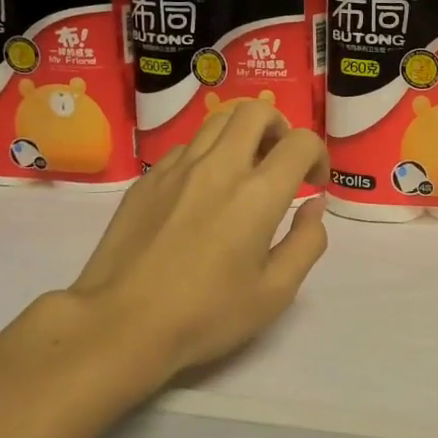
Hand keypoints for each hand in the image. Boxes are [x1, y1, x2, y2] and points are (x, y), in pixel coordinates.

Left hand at [56, 100, 329, 381]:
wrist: (119, 325)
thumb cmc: (205, 315)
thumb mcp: (275, 293)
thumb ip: (307, 242)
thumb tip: (313, 205)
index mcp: (257, 195)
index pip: (300, 142)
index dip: (318, 155)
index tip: (313, 184)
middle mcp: (219, 167)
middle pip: (256, 111)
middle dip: (280, 127)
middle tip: (280, 162)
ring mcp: (177, 168)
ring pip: (217, 121)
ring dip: (242, 135)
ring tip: (244, 170)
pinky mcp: (147, 179)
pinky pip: (186, 147)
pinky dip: (207, 155)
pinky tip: (203, 191)